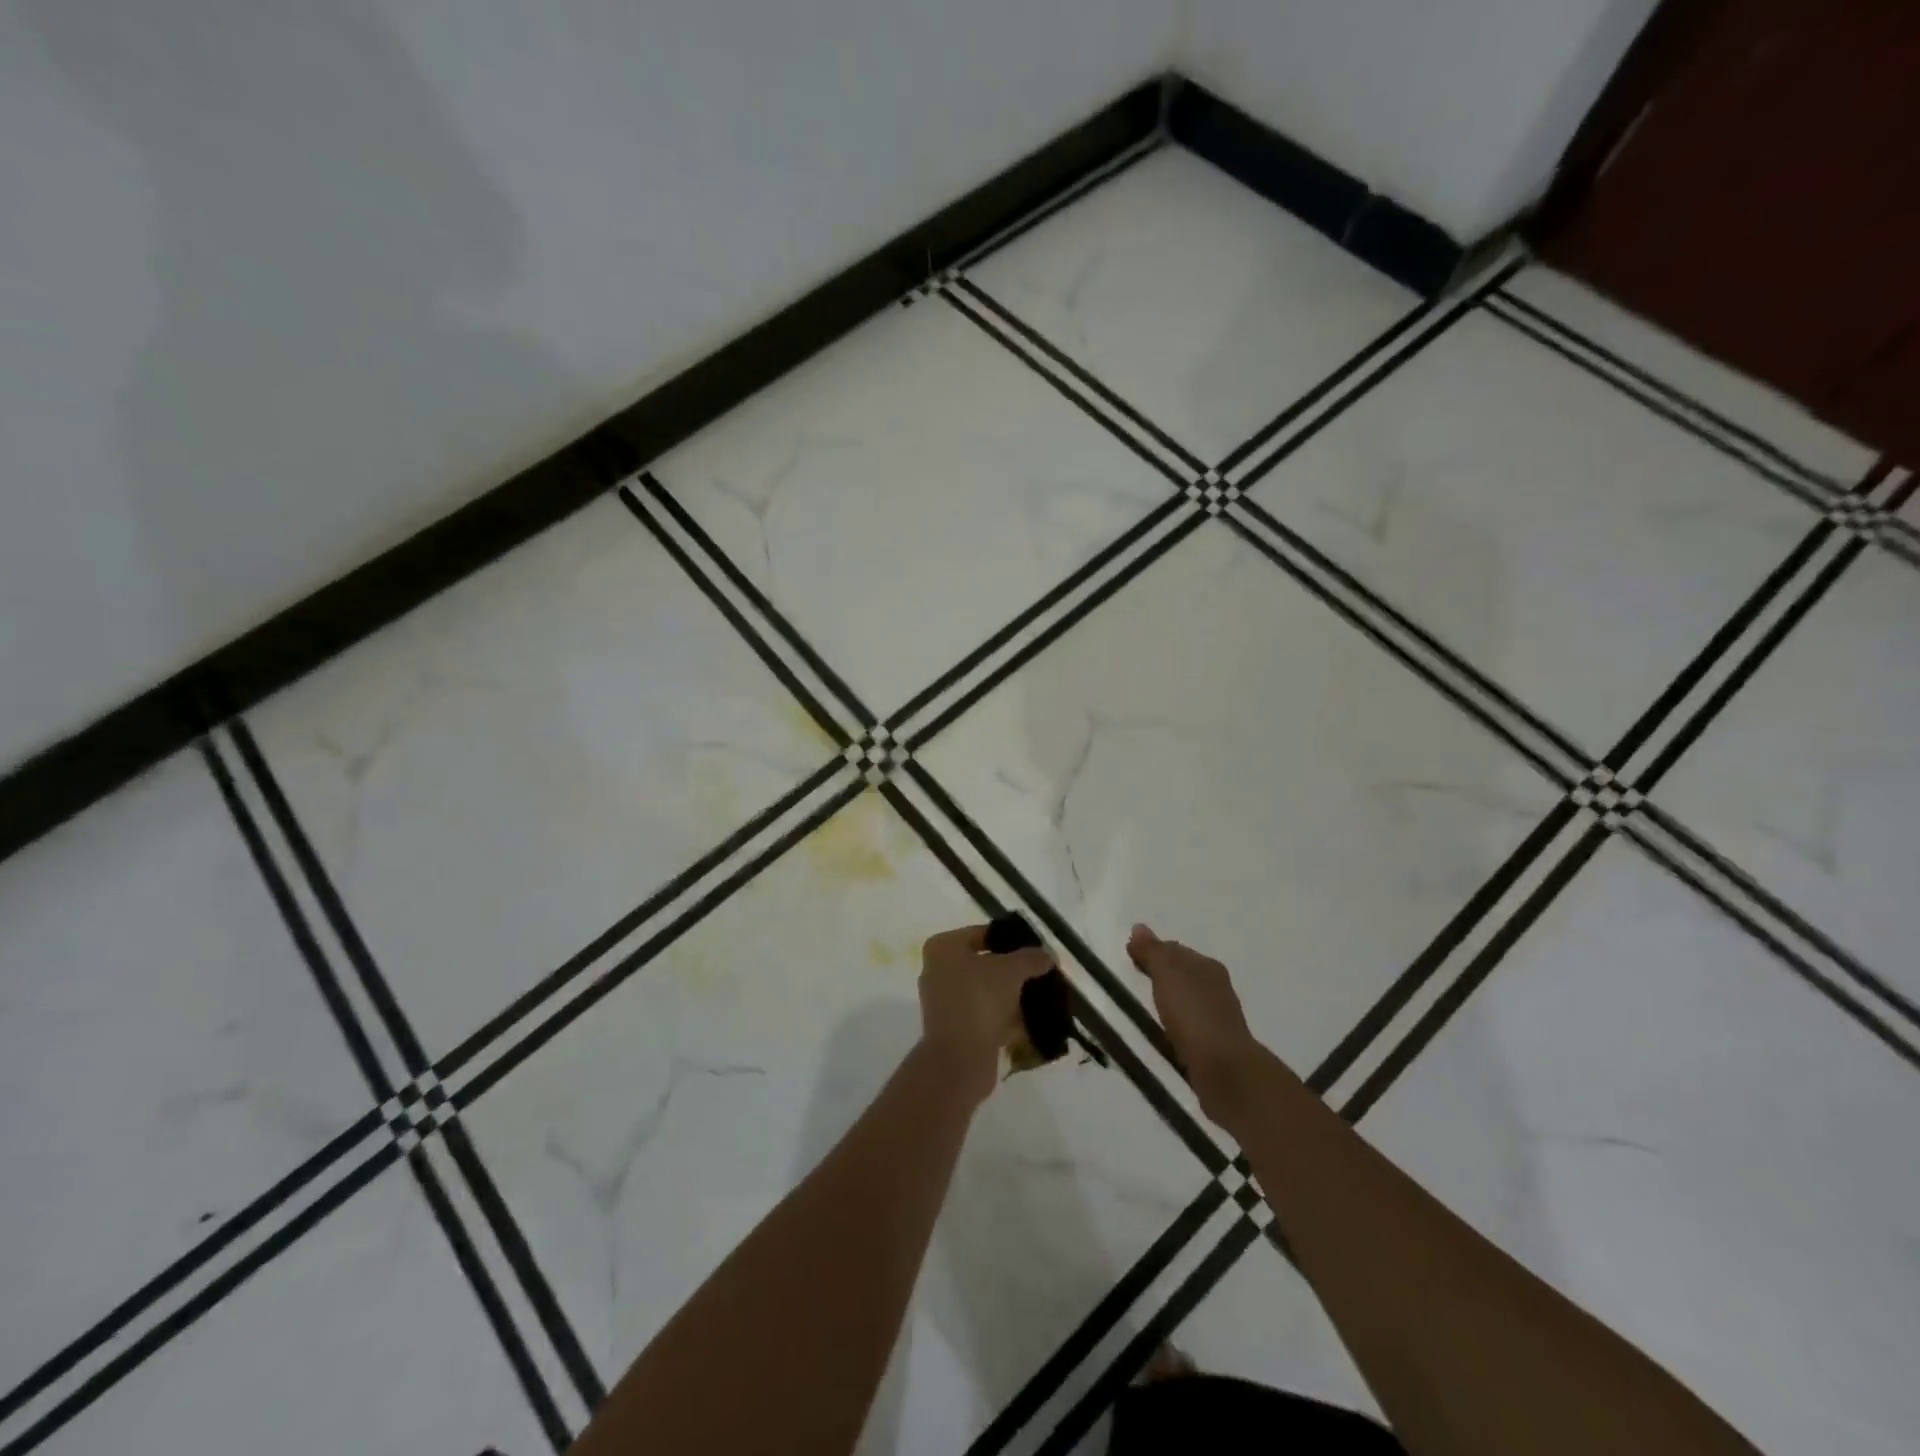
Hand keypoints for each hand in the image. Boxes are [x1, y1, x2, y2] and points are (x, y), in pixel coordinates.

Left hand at [918, 925, 1051, 1104]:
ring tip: (1042, 997)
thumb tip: (1048, 955)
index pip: (982, 934)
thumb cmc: (979, 1000)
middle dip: (1014, 970)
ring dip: (1012, 996)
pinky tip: (1034, 1022)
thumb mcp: (1011, 971)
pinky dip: (1007, 1018)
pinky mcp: (957, 1030)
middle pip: (985, 964)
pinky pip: (987, 1016)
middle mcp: (939, 971)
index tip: (1035, 948)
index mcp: (943, 948)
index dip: (1010, 939)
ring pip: (987, 992)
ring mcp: (946, 1003)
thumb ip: (1031, 958)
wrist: (959, 1059)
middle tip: (1041, 972)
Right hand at [1127, 924, 1262, 1121]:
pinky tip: (1164, 1030)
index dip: (1152, 950)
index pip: (1175, 950)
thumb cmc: (1193, 1014)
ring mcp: (1218, 1016)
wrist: (1224, 1069)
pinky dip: (1176, 1022)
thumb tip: (1138, 927)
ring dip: (1169, 999)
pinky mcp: (1214, 1044)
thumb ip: (1152, 952)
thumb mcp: (1167, 974)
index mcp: (1207, 966)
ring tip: (1146, 1005)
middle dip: (1161, 973)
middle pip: (1183, 972)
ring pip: (1187, 998)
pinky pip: (1189, 1024)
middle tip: (1135, 978)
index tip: (1130, 957)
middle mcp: (1217, 987)